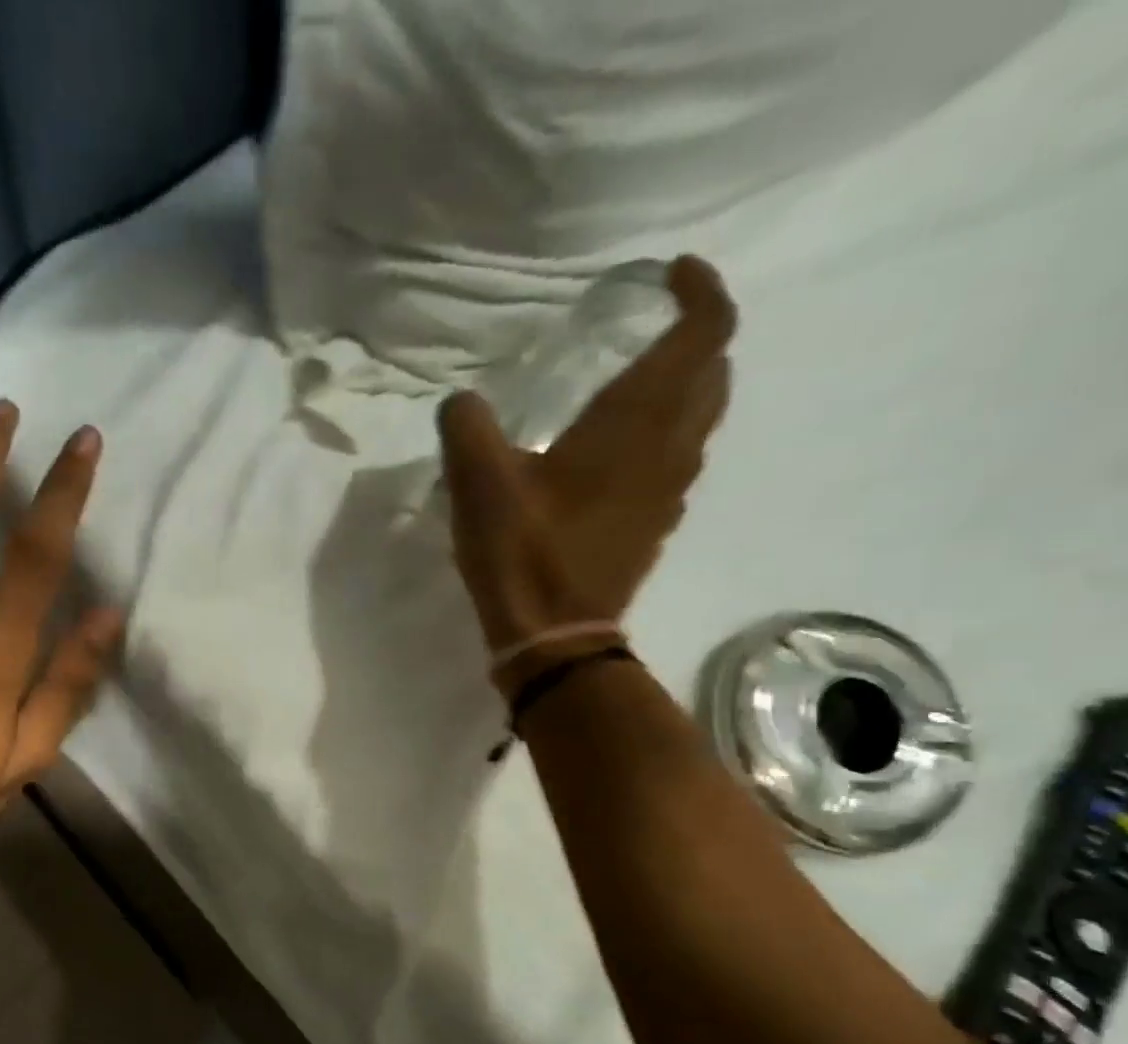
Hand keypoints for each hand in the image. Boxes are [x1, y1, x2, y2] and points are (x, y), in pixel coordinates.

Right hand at [441, 256, 736, 688]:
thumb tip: (463, 402)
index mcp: (637, 421)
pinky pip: (676, 460)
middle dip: (694, 338)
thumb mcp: (478, 482)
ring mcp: (670, 490)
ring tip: (630, 388)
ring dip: (682, 389)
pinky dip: (661, 437)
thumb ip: (467, 426)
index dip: (699, 291)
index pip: (705, 331)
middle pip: (713, 371)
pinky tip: (613, 456)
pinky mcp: (654, 524)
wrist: (554, 635)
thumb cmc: (523, 551)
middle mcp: (670, 446)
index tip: (669, 275)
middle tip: (648, 331)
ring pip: (700, 418)